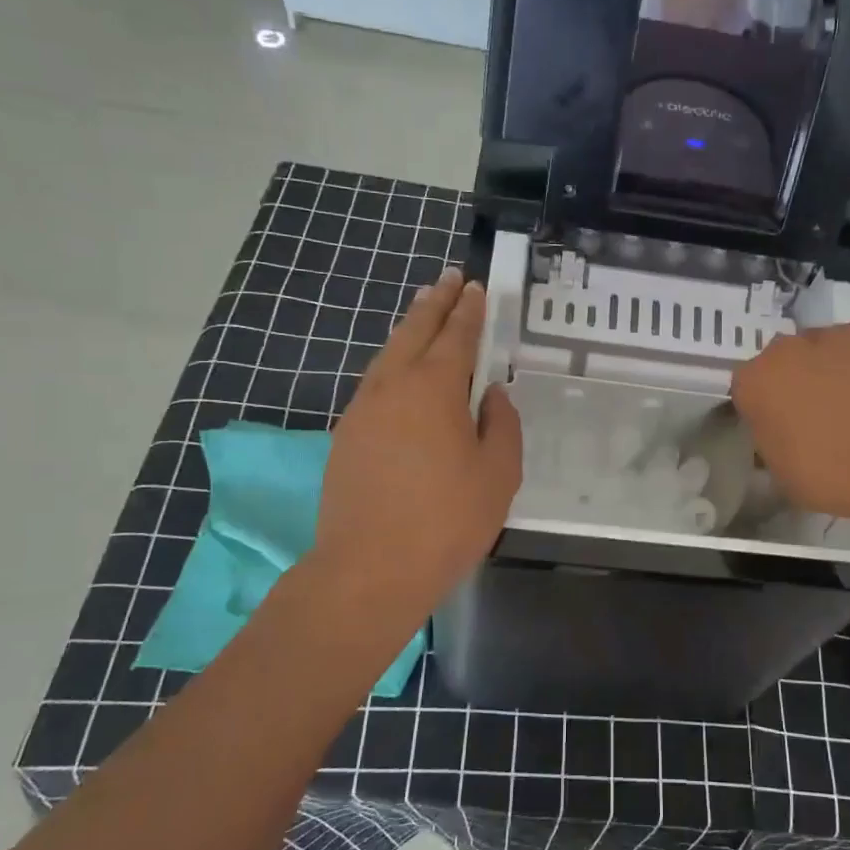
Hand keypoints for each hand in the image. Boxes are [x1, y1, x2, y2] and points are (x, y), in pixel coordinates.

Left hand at [312, 269, 521, 627]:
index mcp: (434, 388)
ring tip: (423, 314)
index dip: (469, 311)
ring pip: (387, 355)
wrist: (369, 570)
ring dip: (408, 329)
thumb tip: (491, 395)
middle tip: (448, 280)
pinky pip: (375, 383)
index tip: (475, 288)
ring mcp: (362, 410)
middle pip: (414, 332)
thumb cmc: (447, 521)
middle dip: (434, 303)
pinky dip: (392, 363)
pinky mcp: (346, 436)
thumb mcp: (498, 474)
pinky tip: (400, 372)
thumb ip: (502, 425)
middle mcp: (392, 386)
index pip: (455, 336)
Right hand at [730, 323, 849, 530]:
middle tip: (815, 417)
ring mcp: (833, 336)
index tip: (779, 430)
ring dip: (827, 370)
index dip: (762, 409)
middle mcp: (786, 349)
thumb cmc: (834, 476)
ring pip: (820, 350)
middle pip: (781, 362)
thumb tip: (779, 430)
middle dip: (792, 382)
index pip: (746, 389)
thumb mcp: (781, 474)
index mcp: (755, 382)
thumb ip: (770, 441)